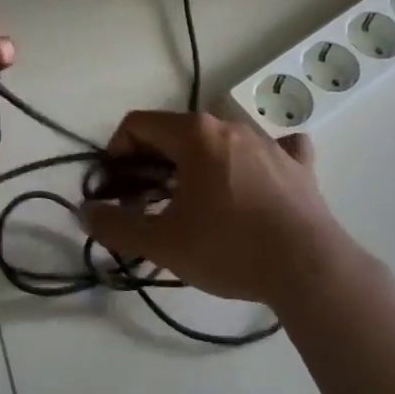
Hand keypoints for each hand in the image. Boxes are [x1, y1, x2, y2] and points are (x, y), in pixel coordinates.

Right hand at [81, 111, 363, 306]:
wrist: (309, 269)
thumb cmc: (228, 247)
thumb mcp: (162, 243)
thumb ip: (116, 225)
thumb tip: (85, 212)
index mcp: (196, 134)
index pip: (138, 125)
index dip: (115, 154)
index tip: (114, 190)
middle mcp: (231, 127)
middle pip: (175, 134)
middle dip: (150, 166)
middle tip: (144, 205)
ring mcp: (269, 143)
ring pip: (217, 144)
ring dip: (193, 168)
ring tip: (190, 207)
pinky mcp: (299, 166)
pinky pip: (269, 151)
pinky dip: (252, 164)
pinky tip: (252, 185)